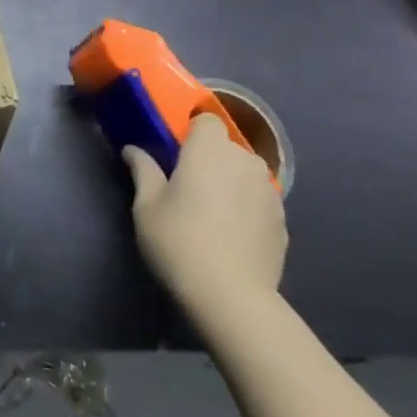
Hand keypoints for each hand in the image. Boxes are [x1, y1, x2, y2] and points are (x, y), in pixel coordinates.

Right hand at [126, 113, 286, 314]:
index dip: (192, 132)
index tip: (175, 153)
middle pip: (227, 148)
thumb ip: (143, 170)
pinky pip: (259, 201)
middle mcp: (244, 162)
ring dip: (230, 183)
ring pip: (246, 175)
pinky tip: (230, 235)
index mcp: (209, 150)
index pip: (207, 120)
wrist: (231, 295)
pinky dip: (246, 208)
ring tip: (212, 212)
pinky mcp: (283, 222)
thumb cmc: (179, 240)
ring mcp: (269, 192)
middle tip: (187, 186)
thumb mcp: (146, 205)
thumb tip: (133, 149)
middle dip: (210, 159)